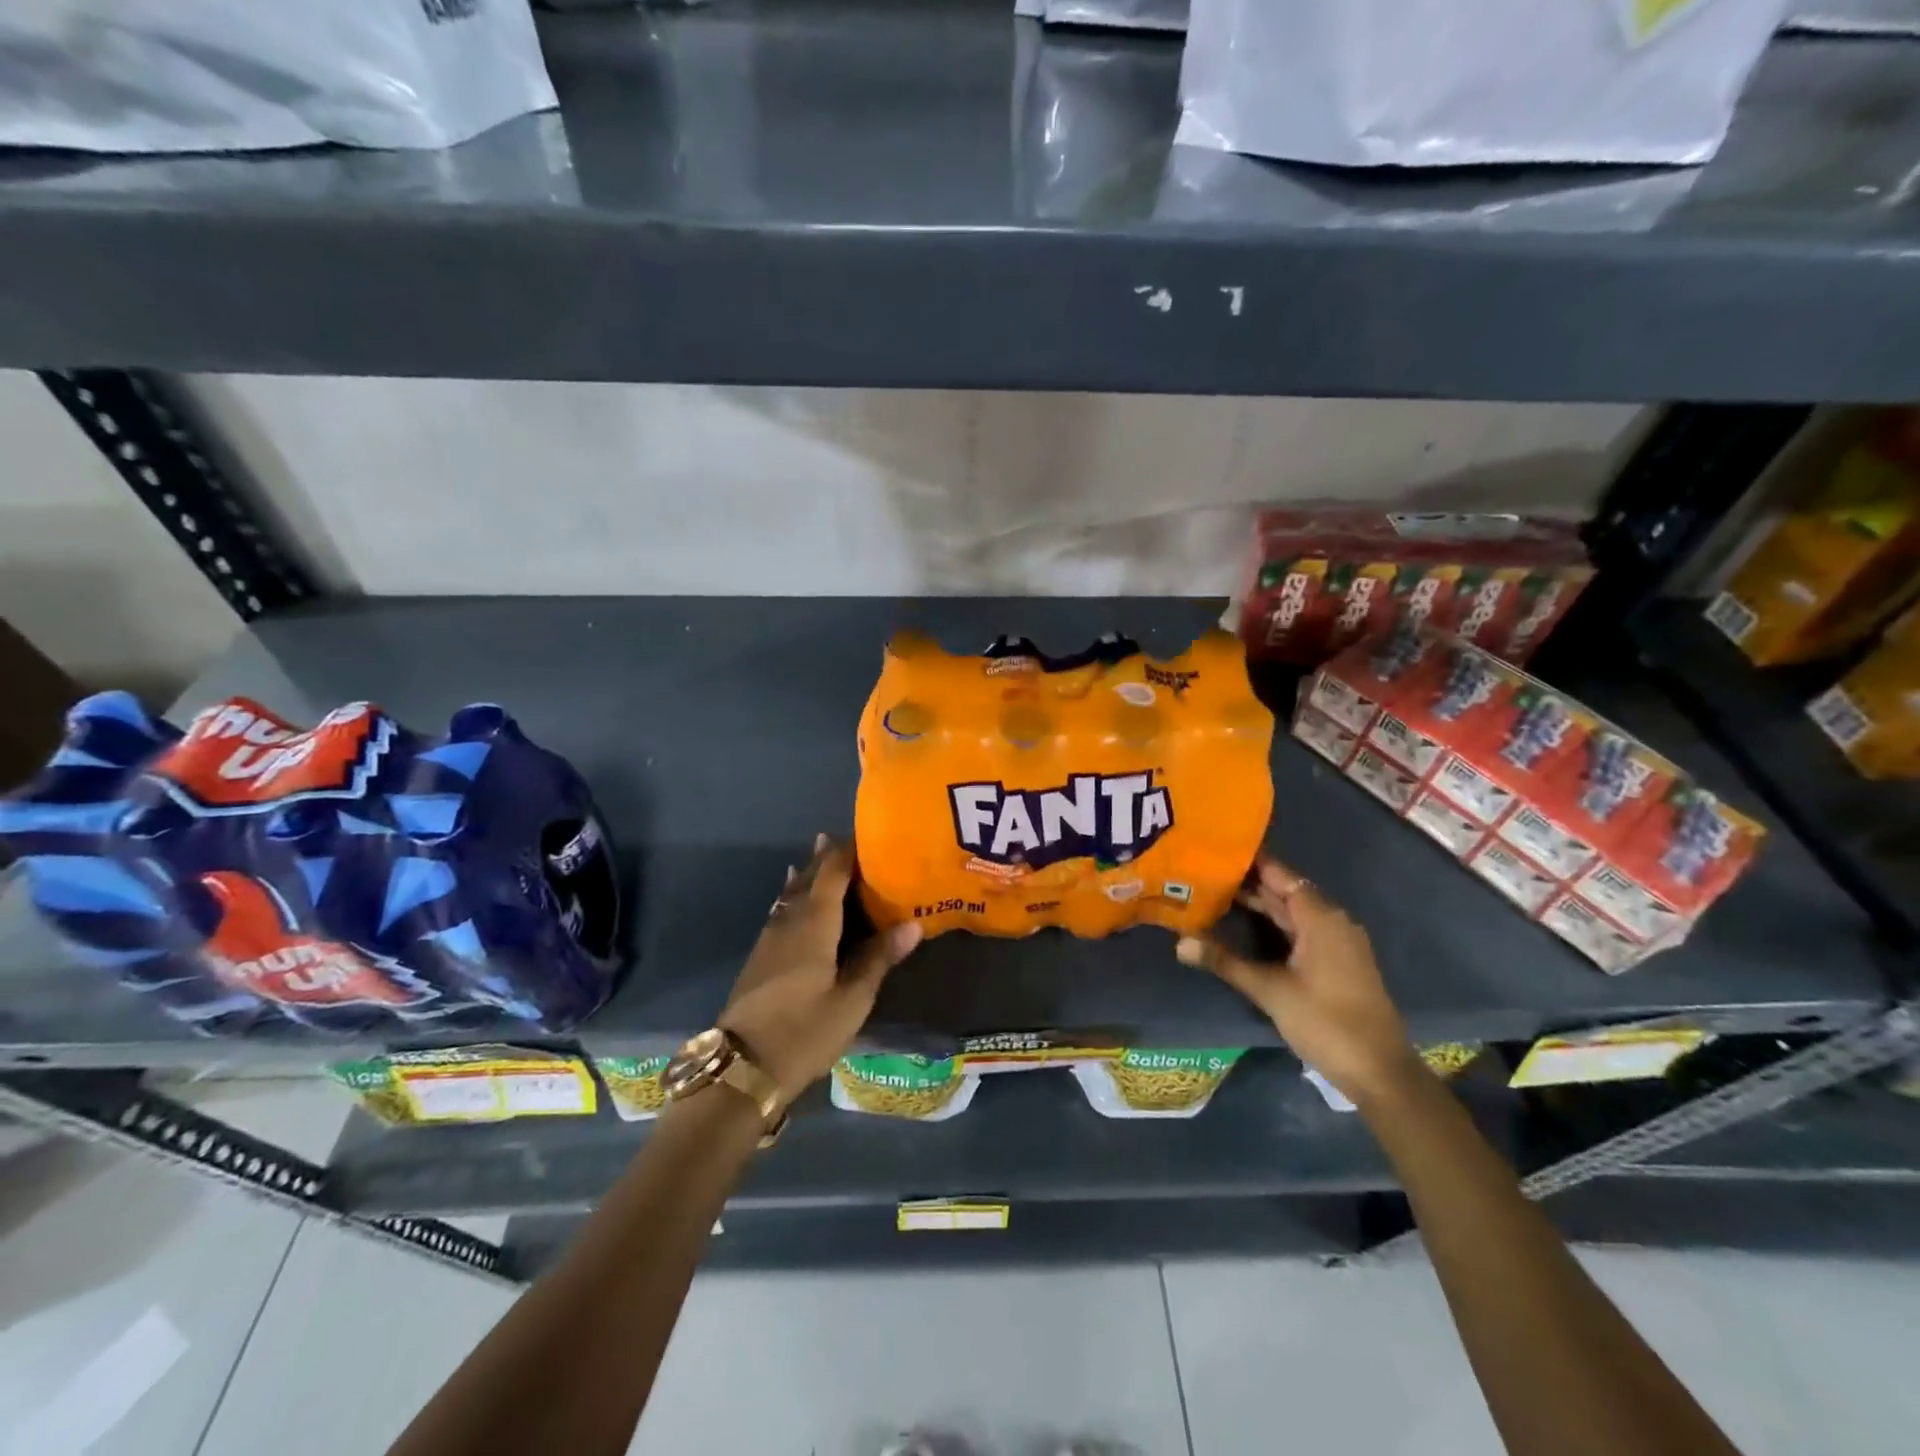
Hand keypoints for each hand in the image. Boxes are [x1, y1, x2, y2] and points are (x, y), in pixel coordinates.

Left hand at [717, 834, 921, 1106]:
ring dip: (807, 877)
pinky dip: (793, 898)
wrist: (741, 1068)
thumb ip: (878, 958)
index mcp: (813, 924)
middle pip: (808, 880)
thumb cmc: (804, 1031)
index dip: (847, 852)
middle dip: (824, 859)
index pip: (831, 873)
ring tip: (818, 860)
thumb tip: (913, 924)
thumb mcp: (851, 999)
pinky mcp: (760, 959)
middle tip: (843, 840)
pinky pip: (781, 912)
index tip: (867, 837)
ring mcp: (769, 940)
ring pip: (790, 896)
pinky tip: (793, 905)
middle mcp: (788, 922)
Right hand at [1177, 855, 1417, 1104]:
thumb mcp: (1270, 990)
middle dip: (1247, 881)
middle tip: (1204, 869)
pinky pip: (1299, 929)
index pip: (1281, 874)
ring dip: (1258, 903)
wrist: (1379, 1072)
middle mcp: (1331, 921)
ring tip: (1215, 891)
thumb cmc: (1326, 1022)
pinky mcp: (1335, 962)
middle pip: (1285, 891)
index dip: (1250, 860)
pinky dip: (1272, 924)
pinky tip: (1244, 926)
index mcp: (1321, 917)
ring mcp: (1336, 942)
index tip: (1214, 847)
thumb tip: (1179, 942)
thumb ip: (1225, 961)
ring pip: (1291, 912)